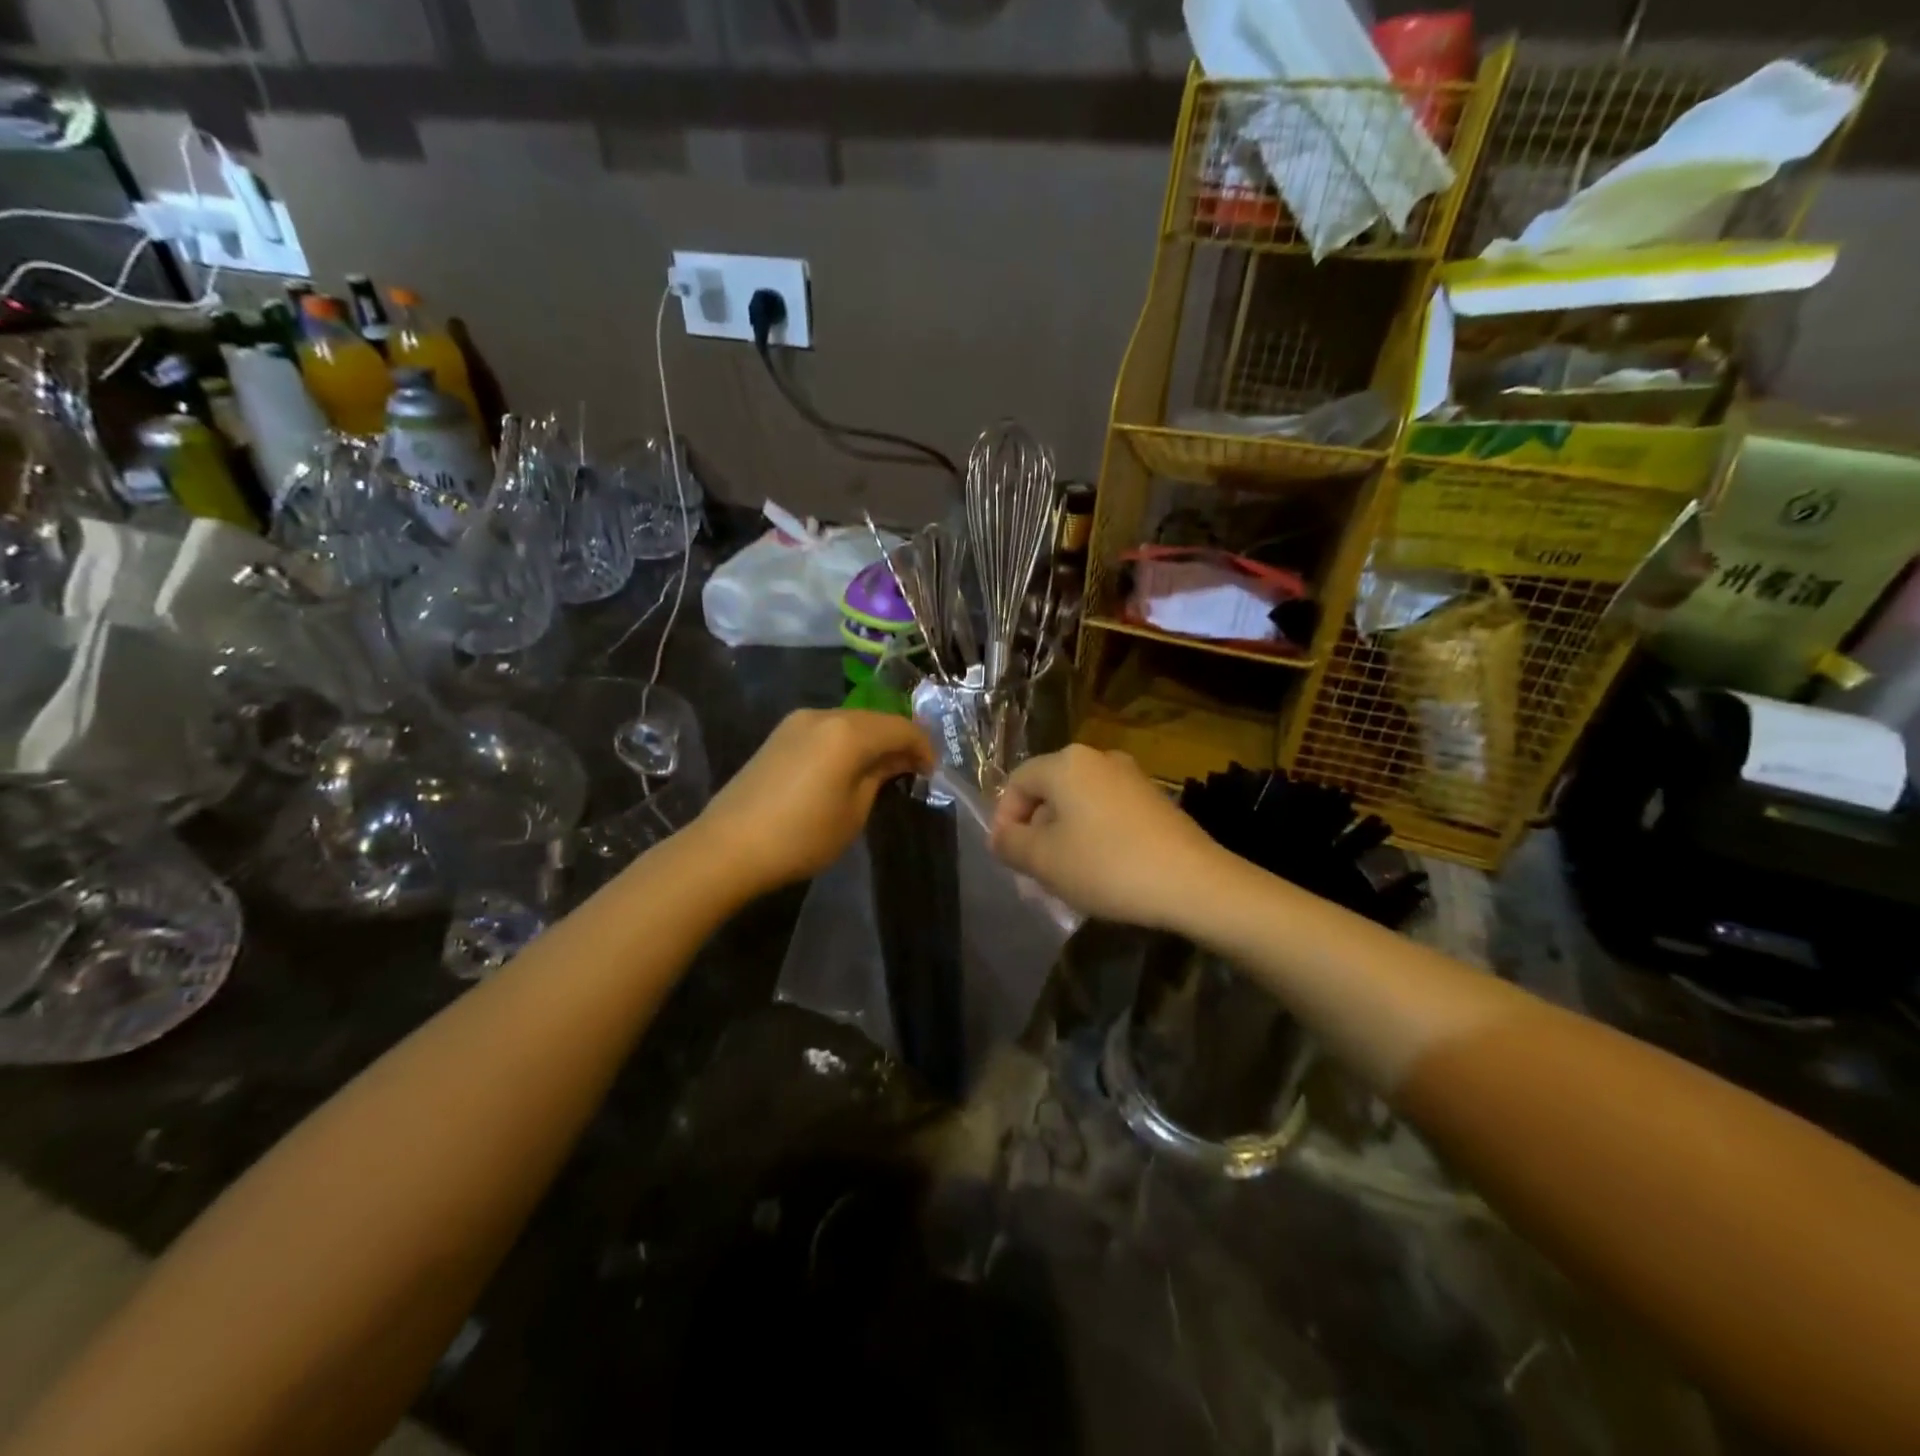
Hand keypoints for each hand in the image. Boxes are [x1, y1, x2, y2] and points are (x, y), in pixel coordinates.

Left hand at [694, 709, 933, 895]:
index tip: (932, 772)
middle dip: (898, 741)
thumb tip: (896, 760)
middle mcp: (824, 715)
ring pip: (850, 722)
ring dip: (872, 741)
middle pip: (875, 719)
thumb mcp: (854, 812)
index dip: (923, 747)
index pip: (901, 727)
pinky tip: (848, 767)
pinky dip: (846, 743)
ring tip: (882, 771)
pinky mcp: (779, 735)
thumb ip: (879, 776)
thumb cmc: (801, 836)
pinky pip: (827, 730)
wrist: (727, 847)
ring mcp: (797, 722)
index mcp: (848, 732)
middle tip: (912, 771)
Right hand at [990, 745, 1222, 931]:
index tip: (1009, 858)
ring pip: (1079, 803)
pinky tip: (1102, 869)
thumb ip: (1010, 844)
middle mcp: (1098, 758)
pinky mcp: (1154, 799)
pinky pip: (1107, 811)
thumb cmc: (1106, 866)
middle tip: (1035, 871)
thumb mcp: (1043, 860)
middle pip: (1049, 790)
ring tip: (1067, 875)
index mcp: (1066, 763)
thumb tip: (1001, 836)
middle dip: (1035, 830)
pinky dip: (1094, 835)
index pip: (1016, 782)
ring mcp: (1131, 776)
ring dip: (1064, 836)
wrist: (1193, 883)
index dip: (1004, 820)